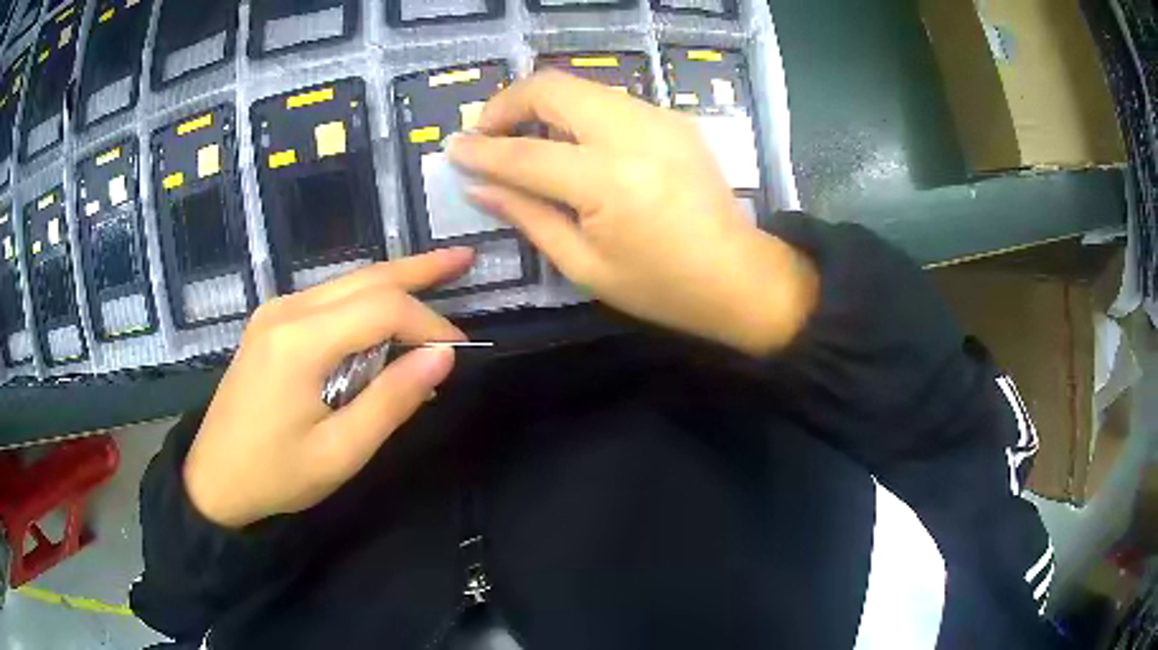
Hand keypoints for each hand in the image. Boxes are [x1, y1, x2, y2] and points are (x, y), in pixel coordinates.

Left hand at [183, 249, 473, 528]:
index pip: (382, 309)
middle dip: (419, 269)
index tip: (459, 353)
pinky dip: (365, 302)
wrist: (214, 480)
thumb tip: (443, 357)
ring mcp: (275, 313)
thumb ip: (392, 400)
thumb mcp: (340, 452)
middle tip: (465, 258)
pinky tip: (386, 315)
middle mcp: (286, 311)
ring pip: (346, 282)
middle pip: (365, 277)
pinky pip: (328, 300)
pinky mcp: (271, 324)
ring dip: (394, 280)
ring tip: (439, 273)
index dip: (428, 324)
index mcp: (300, 342)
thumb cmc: (276, 475)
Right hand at [448, 71, 817, 354]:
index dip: (482, 149)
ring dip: (541, 104)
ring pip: (580, 87)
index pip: (525, 153)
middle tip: (486, 133)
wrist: (738, 276)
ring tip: (522, 138)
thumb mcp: (584, 265)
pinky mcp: (673, 118)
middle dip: (507, 103)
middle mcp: (634, 134)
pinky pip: (609, 100)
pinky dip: (576, 112)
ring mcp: (659, 119)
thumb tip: (478, 185)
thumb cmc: (660, 287)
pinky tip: (569, 142)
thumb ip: (528, 215)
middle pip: (553, 88)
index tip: (453, 147)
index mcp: (610, 182)